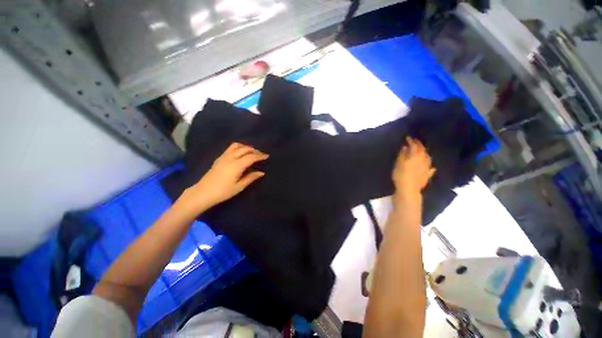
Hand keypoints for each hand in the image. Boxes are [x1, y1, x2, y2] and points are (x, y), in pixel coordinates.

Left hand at [182, 143, 267, 211]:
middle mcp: (230, 158)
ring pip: (237, 146)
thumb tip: (261, 172)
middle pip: (245, 149)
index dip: (260, 155)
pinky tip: (241, 154)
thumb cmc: (223, 191)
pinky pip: (231, 148)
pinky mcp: (219, 158)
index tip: (267, 156)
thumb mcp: (239, 186)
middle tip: (261, 155)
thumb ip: (251, 178)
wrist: (203, 192)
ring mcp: (223, 156)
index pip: (251, 157)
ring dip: (246, 147)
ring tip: (251, 152)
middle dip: (255, 150)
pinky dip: (239, 148)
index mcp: (236, 165)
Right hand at [392, 137, 435, 200]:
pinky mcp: (427, 175)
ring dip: (424, 152)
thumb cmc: (401, 175)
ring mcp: (427, 167)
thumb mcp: (398, 163)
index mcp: (415, 156)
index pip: (414, 145)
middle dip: (419, 145)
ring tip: (421, 151)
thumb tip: (405, 146)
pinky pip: (430, 167)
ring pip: (427, 157)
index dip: (411, 141)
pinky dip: (429, 164)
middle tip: (415, 141)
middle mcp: (423, 160)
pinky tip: (430, 166)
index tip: (408, 138)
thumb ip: (402, 154)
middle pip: (422, 150)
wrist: (409, 189)